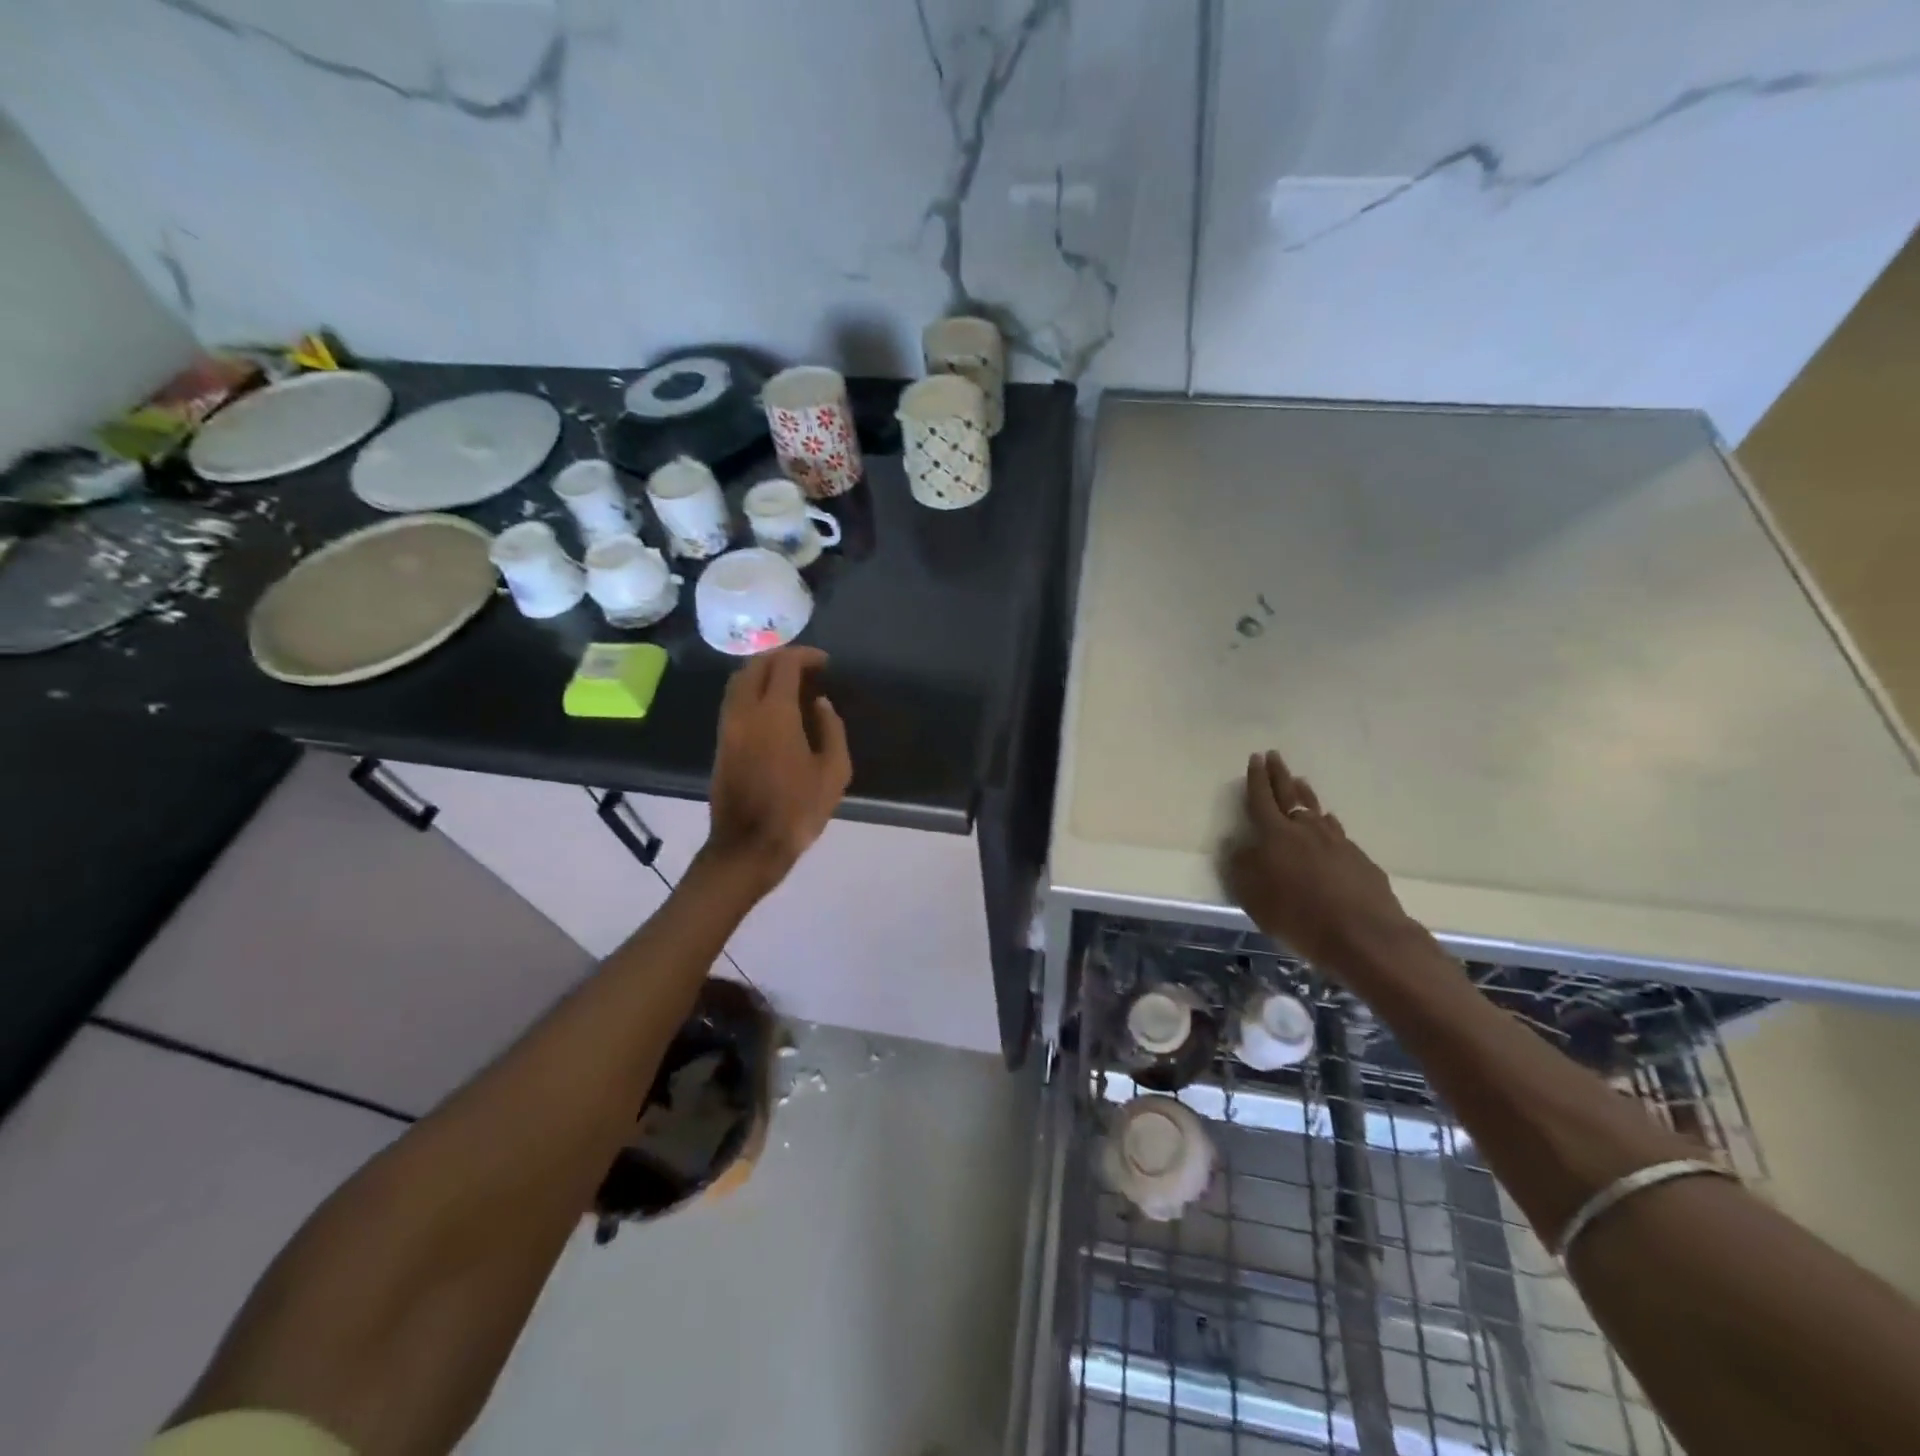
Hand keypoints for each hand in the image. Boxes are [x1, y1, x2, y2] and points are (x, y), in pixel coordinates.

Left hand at [704, 647, 851, 891]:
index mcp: (775, 713)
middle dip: (782, 658)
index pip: (784, 665)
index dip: (805, 656)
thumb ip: (831, 729)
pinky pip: (734, 701)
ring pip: (739, 682)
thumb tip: (820, 704)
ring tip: (791, 684)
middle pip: (755, 666)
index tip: (825, 663)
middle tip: (807, 668)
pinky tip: (774, 707)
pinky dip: (753, 691)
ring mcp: (728, 727)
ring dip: (764, 673)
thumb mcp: (834, 772)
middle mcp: (745, 711)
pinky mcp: (721, 743)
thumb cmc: (797, 810)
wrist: (748, 847)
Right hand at [1220, 750, 1419, 975]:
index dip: (1256, 778)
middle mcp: (1306, 829)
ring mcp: (1336, 841)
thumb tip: (1238, 845)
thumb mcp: (1253, 896)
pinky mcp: (1359, 859)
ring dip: (1305, 793)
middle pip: (1289, 794)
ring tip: (1300, 781)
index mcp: (1275, 835)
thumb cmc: (1298, 915)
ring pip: (1316, 809)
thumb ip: (1241, 867)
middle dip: (1279, 774)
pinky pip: (1336, 831)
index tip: (1255, 757)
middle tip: (1274, 756)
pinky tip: (1327, 825)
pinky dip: (1326, 822)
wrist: (1364, 934)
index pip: (1261, 798)